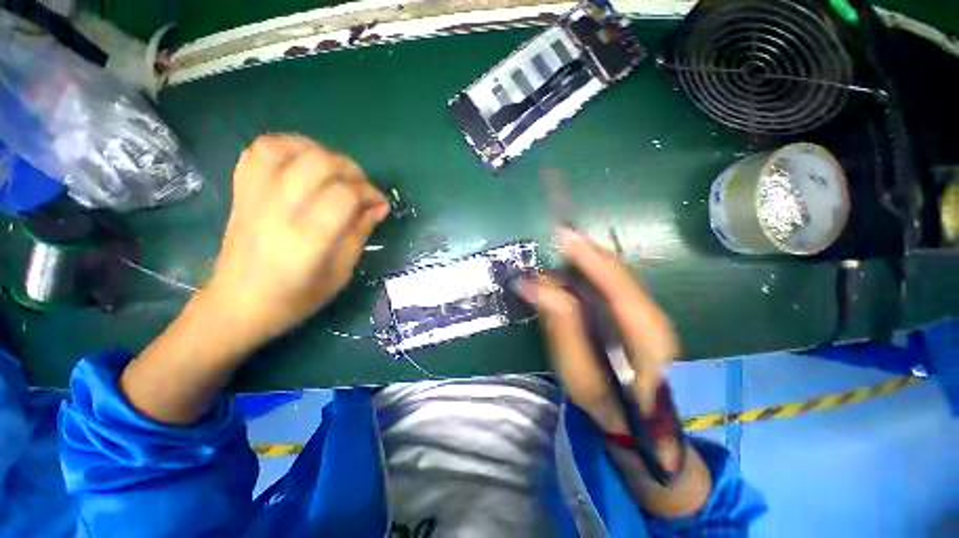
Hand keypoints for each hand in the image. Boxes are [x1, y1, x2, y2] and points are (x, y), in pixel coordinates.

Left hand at [206, 135, 389, 348]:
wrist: (237, 305)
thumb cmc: (295, 299)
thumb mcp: (340, 274)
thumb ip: (360, 235)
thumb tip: (378, 207)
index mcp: (306, 243)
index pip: (344, 196)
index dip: (369, 193)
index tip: (379, 204)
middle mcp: (277, 213)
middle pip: (318, 164)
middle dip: (351, 170)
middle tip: (361, 188)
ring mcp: (253, 199)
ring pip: (286, 149)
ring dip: (320, 152)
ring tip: (335, 171)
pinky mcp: (240, 193)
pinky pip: (258, 152)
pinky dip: (286, 146)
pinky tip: (303, 161)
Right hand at [520, 227, 678, 433]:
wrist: (640, 422)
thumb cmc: (607, 403)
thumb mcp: (578, 371)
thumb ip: (562, 326)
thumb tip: (538, 286)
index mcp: (644, 333)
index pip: (615, 282)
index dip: (588, 256)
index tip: (564, 235)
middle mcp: (652, 317)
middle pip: (618, 272)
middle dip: (588, 252)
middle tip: (560, 237)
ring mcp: (649, 315)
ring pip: (617, 275)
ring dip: (590, 260)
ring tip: (565, 248)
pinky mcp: (639, 317)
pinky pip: (614, 285)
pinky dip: (594, 272)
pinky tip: (578, 268)